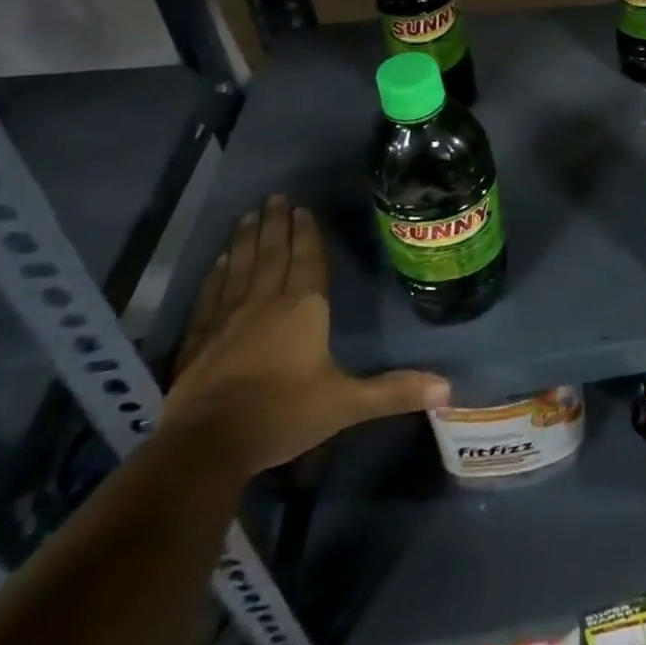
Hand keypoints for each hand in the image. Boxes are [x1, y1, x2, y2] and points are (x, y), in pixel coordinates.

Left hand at [161, 196, 448, 477]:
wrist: (205, 448)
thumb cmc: (282, 415)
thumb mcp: (346, 404)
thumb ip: (394, 391)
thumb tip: (449, 389)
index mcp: (303, 309)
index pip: (307, 261)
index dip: (307, 235)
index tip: (302, 208)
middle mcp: (265, 304)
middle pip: (273, 255)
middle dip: (276, 225)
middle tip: (275, 196)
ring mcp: (226, 320)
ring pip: (240, 268)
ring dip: (246, 240)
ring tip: (249, 215)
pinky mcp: (197, 342)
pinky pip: (209, 297)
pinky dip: (215, 276)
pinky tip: (217, 263)